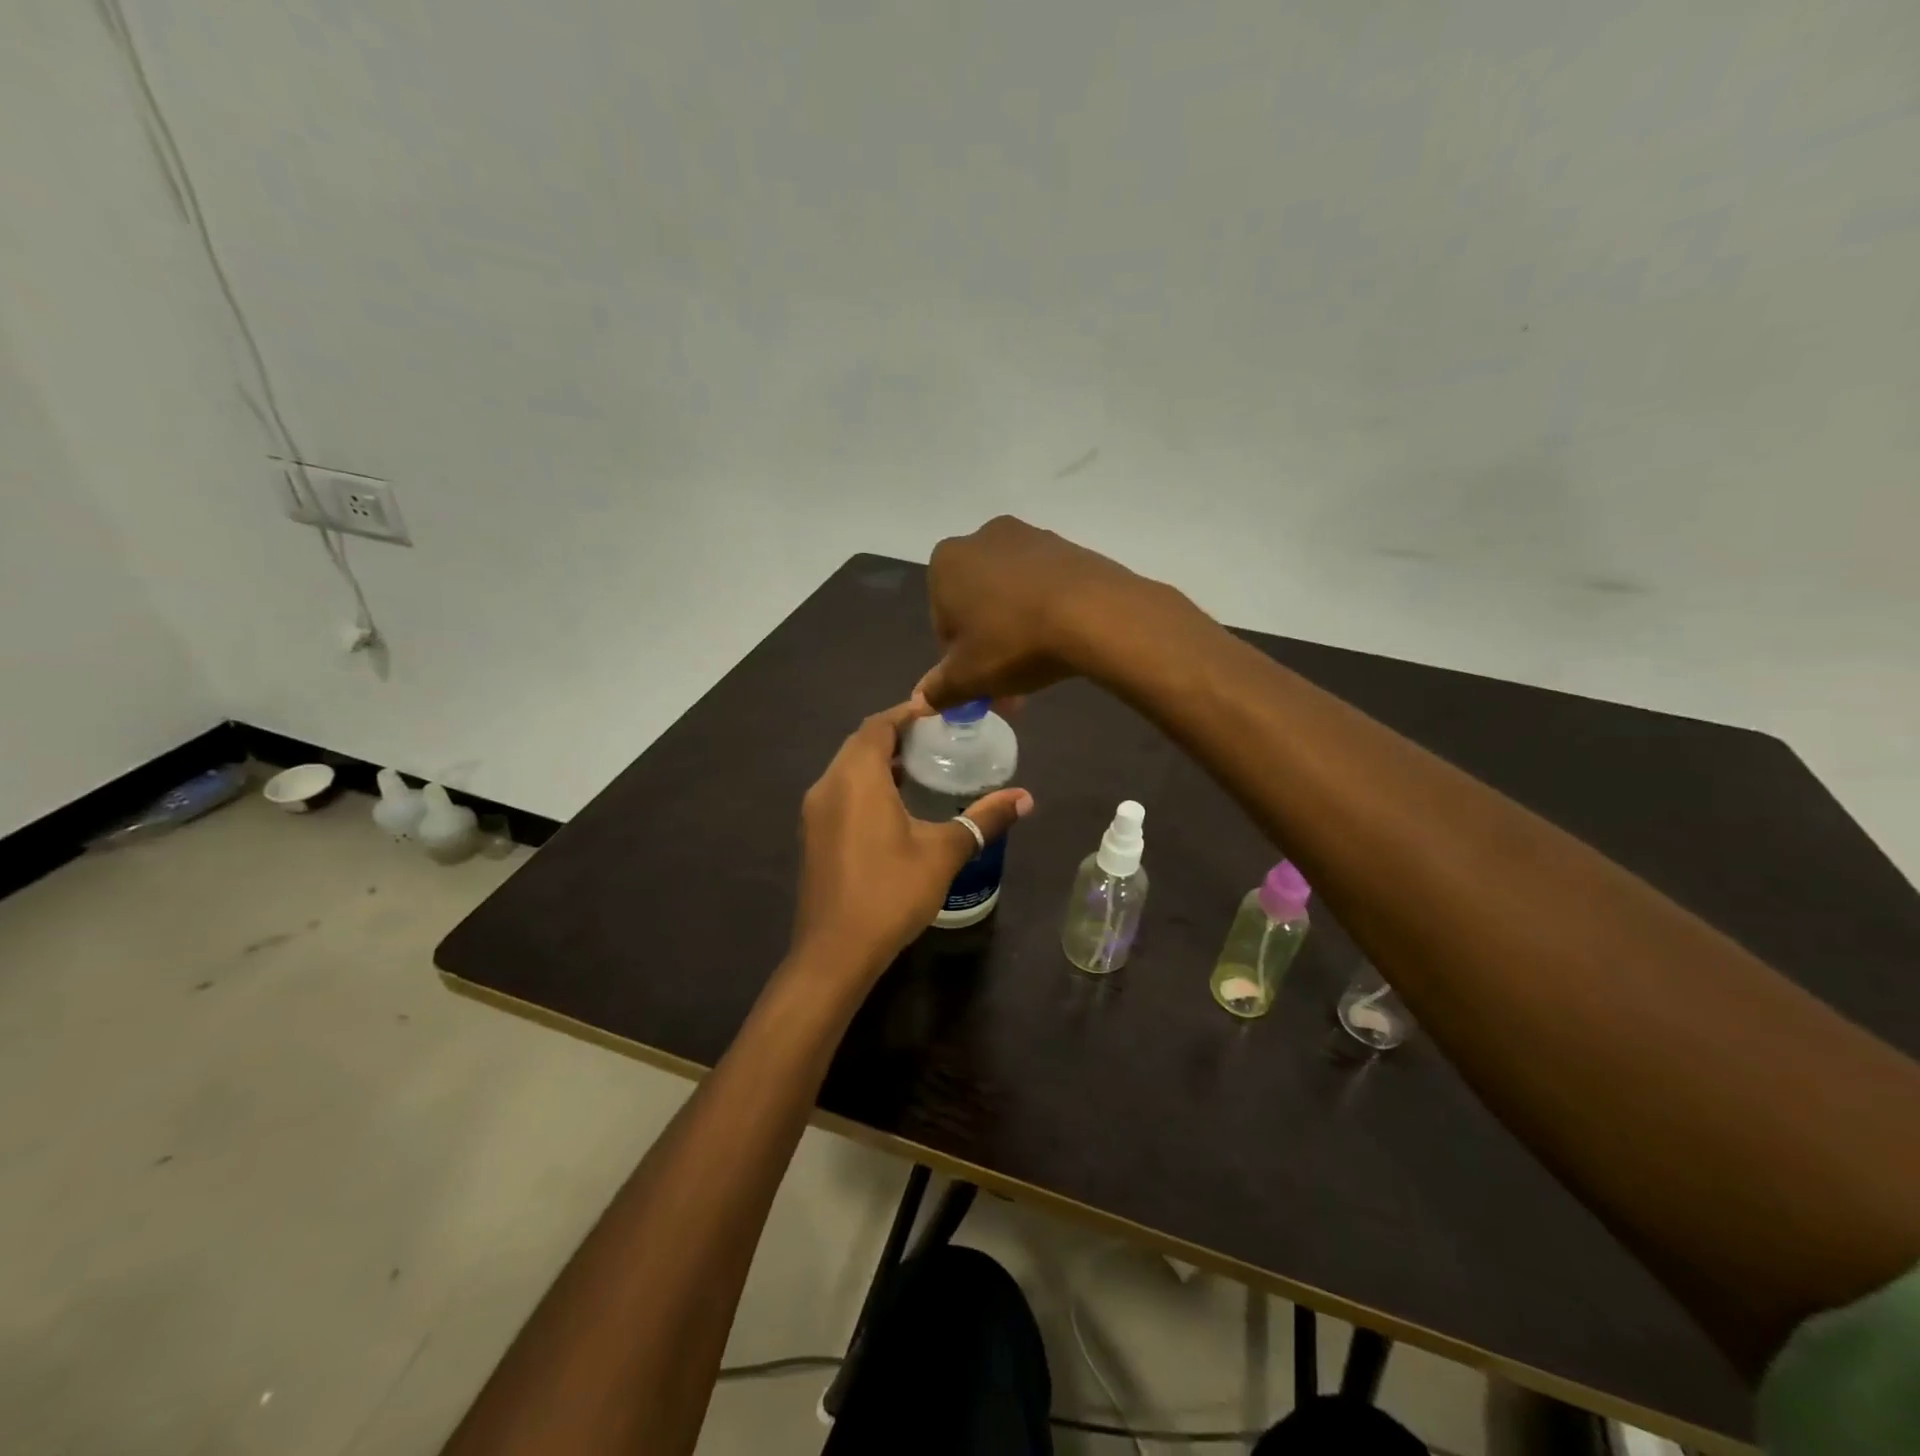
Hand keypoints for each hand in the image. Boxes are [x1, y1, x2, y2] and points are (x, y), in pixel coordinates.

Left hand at [792, 702, 1032, 980]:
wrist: (834, 952)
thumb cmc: (891, 892)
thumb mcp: (944, 852)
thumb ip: (983, 819)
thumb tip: (1025, 798)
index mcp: (856, 777)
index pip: (879, 725)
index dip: (908, 713)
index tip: (940, 712)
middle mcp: (828, 784)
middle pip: (860, 743)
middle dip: (896, 736)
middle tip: (937, 740)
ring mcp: (815, 812)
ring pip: (847, 769)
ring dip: (880, 762)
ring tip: (922, 770)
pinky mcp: (812, 835)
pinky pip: (840, 793)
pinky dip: (866, 786)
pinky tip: (895, 808)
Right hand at [914, 516, 1156, 710]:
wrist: (1093, 613)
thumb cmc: (1013, 642)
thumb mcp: (969, 676)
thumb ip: (939, 689)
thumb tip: (921, 702)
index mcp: (946, 562)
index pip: (942, 622)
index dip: (959, 659)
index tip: (980, 684)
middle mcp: (982, 539)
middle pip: (977, 606)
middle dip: (989, 647)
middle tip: (1010, 688)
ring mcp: (1029, 537)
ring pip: (1011, 596)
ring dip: (1017, 632)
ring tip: (1039, 669)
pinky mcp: (1067, 546)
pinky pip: (1044, 587)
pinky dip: (1045, 612)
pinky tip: (1061, 641)